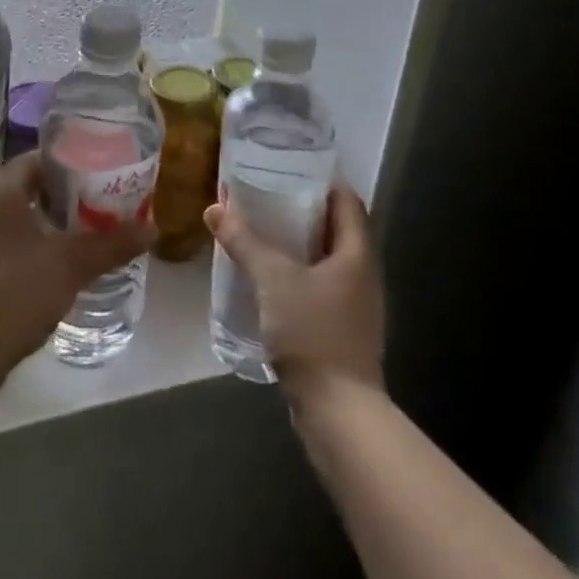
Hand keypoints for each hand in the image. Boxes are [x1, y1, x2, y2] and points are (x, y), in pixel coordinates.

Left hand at [0, 154, 153, 372]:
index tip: (92, 169)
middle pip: (27, 189)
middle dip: (61, 195)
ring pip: (20, 220)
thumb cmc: (19, 289)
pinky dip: (36, 247)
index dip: (62, 161)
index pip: (32, 160)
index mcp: (3, 195)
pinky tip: (59, 267)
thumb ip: (112, 244)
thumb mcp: (73, 263)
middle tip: (95, 202)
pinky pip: (12, 246)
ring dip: (49, 223)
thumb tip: (152, 228)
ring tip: (83, 233)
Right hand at [204, 183, 385, 403]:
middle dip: (303, 210)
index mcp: (357, 253)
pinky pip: (320, 287)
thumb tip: (214, 209)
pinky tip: (269, 277)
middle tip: (266, 194)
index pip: (347, 201)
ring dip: (298, 244)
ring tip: (261, 230)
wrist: (338, 412)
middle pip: (337, 229)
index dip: (323, 180)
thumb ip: (244, 241)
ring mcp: (355, 306)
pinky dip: (298, 274)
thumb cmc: (313, 332)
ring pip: (327, 260)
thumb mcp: (272, 279)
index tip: (291, 166)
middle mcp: (363, 275)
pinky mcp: (342, 330)